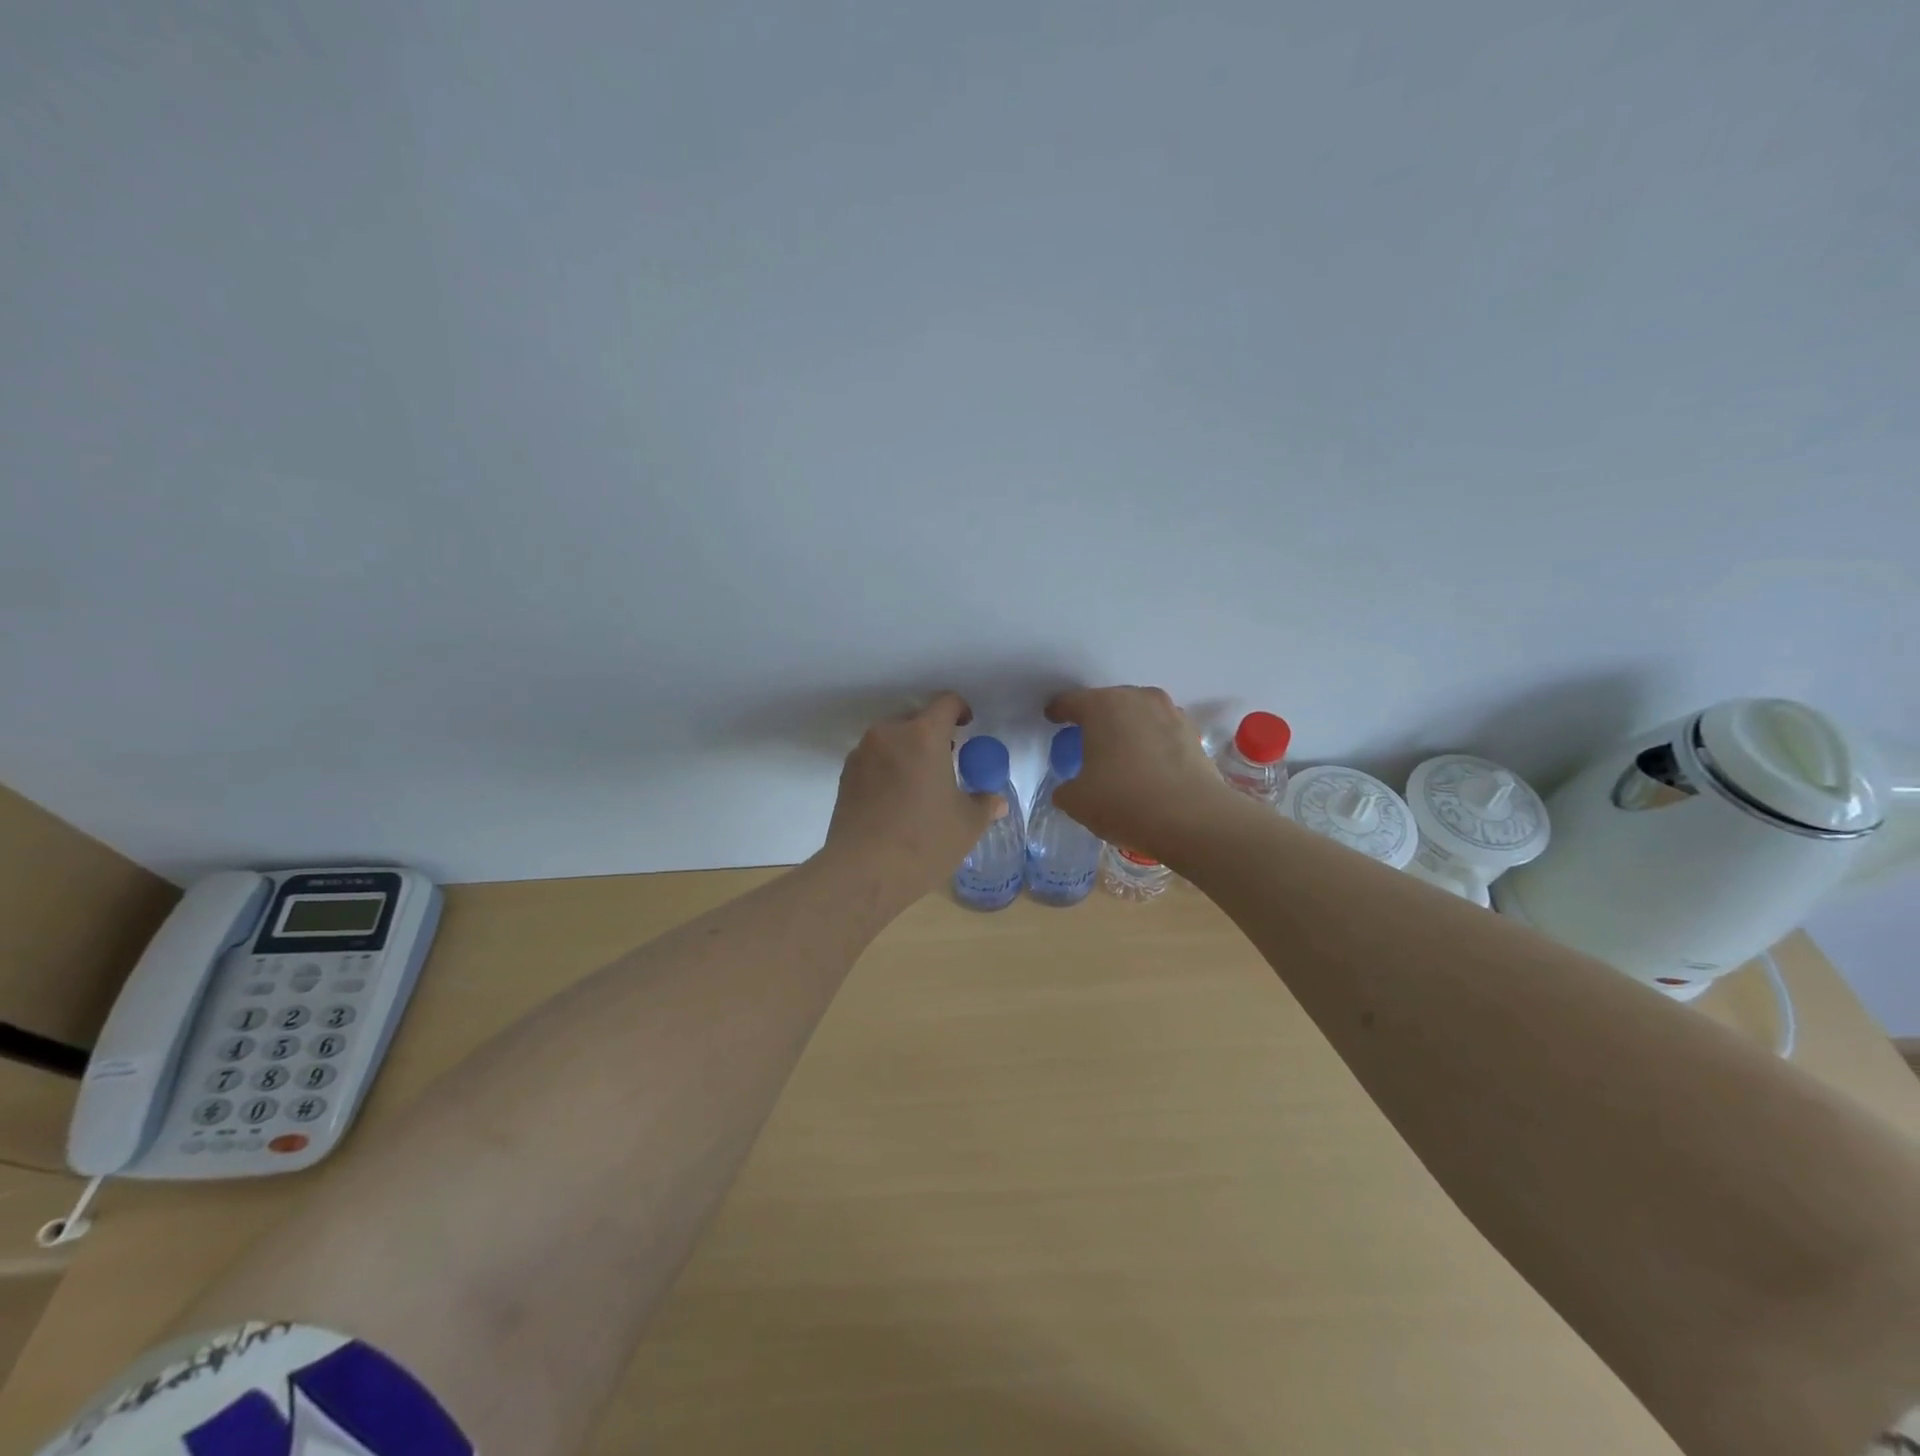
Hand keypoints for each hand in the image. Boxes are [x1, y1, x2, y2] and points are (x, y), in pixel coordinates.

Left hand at [823, 692, 1003, 898]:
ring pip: (891, 741)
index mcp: (923, 736)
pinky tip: (896, 802)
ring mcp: (862, 754)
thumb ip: (984, 805)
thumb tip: (996, 801)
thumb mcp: (967, 825)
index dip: (960, 710)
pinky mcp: (844, 777)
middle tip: (946, 763)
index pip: (945, 703)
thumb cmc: (924, 841)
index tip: (967, 726)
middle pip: (915, 721)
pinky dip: (887, 770)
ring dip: (908, 753)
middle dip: (932, 736)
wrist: (863, 872)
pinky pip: (873, 761)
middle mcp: (889, 735)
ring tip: (920, 786)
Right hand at [1045, 686, 1236, 858]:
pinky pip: (1162, 731)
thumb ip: (1066, 788)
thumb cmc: (1124, 801)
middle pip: (1108, 702)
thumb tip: (1071, 788)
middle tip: (1085, 739)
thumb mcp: (1077, 801)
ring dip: (1127, 728)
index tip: (1052, 718)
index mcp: (1102, 706)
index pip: (1071, 702)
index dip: (1058, 711)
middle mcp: (1137, 698)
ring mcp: (1170, 713)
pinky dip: (1151, 742)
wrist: (1192, 819)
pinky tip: (1147, 765)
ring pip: (1139, 714)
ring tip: (1119, 752)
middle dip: (1095, 718)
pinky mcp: (1193, 733)